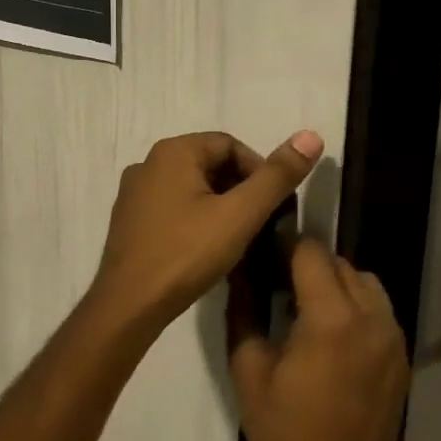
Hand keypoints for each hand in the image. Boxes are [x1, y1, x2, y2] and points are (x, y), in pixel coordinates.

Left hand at [88, 129, 323, 336]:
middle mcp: (148, 162)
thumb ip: (276, 176)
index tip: (275, 205)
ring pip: (191, 187)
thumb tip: (311, 136)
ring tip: (238, 238)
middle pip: (210, 164)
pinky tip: (206, 247)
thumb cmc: (187, 254)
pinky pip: (172, 206)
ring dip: (219, 205)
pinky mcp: (129, 219)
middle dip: (240, 188)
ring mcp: (134, 192)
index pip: (230, 145)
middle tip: (260, 223)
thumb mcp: (240, 215)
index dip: (260, 171)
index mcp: (173, 151)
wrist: (129, 305)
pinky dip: (195, 217)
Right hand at [228, 238, 408, 440]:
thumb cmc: (285, 436)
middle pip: (338, 262)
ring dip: (334, 282)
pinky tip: (331, 332)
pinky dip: (355, 304)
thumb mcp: (248, 372)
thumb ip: (244, 310)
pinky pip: (379, 308)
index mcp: (332, 320)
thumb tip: (240, 270)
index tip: (261, 256)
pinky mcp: (402, 356)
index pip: (310, 252)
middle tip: (276, 284)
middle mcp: (371, 318)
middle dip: (306, 264)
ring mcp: (393, 337)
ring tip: (305, 307)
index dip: (282, 246)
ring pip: (363, 280)